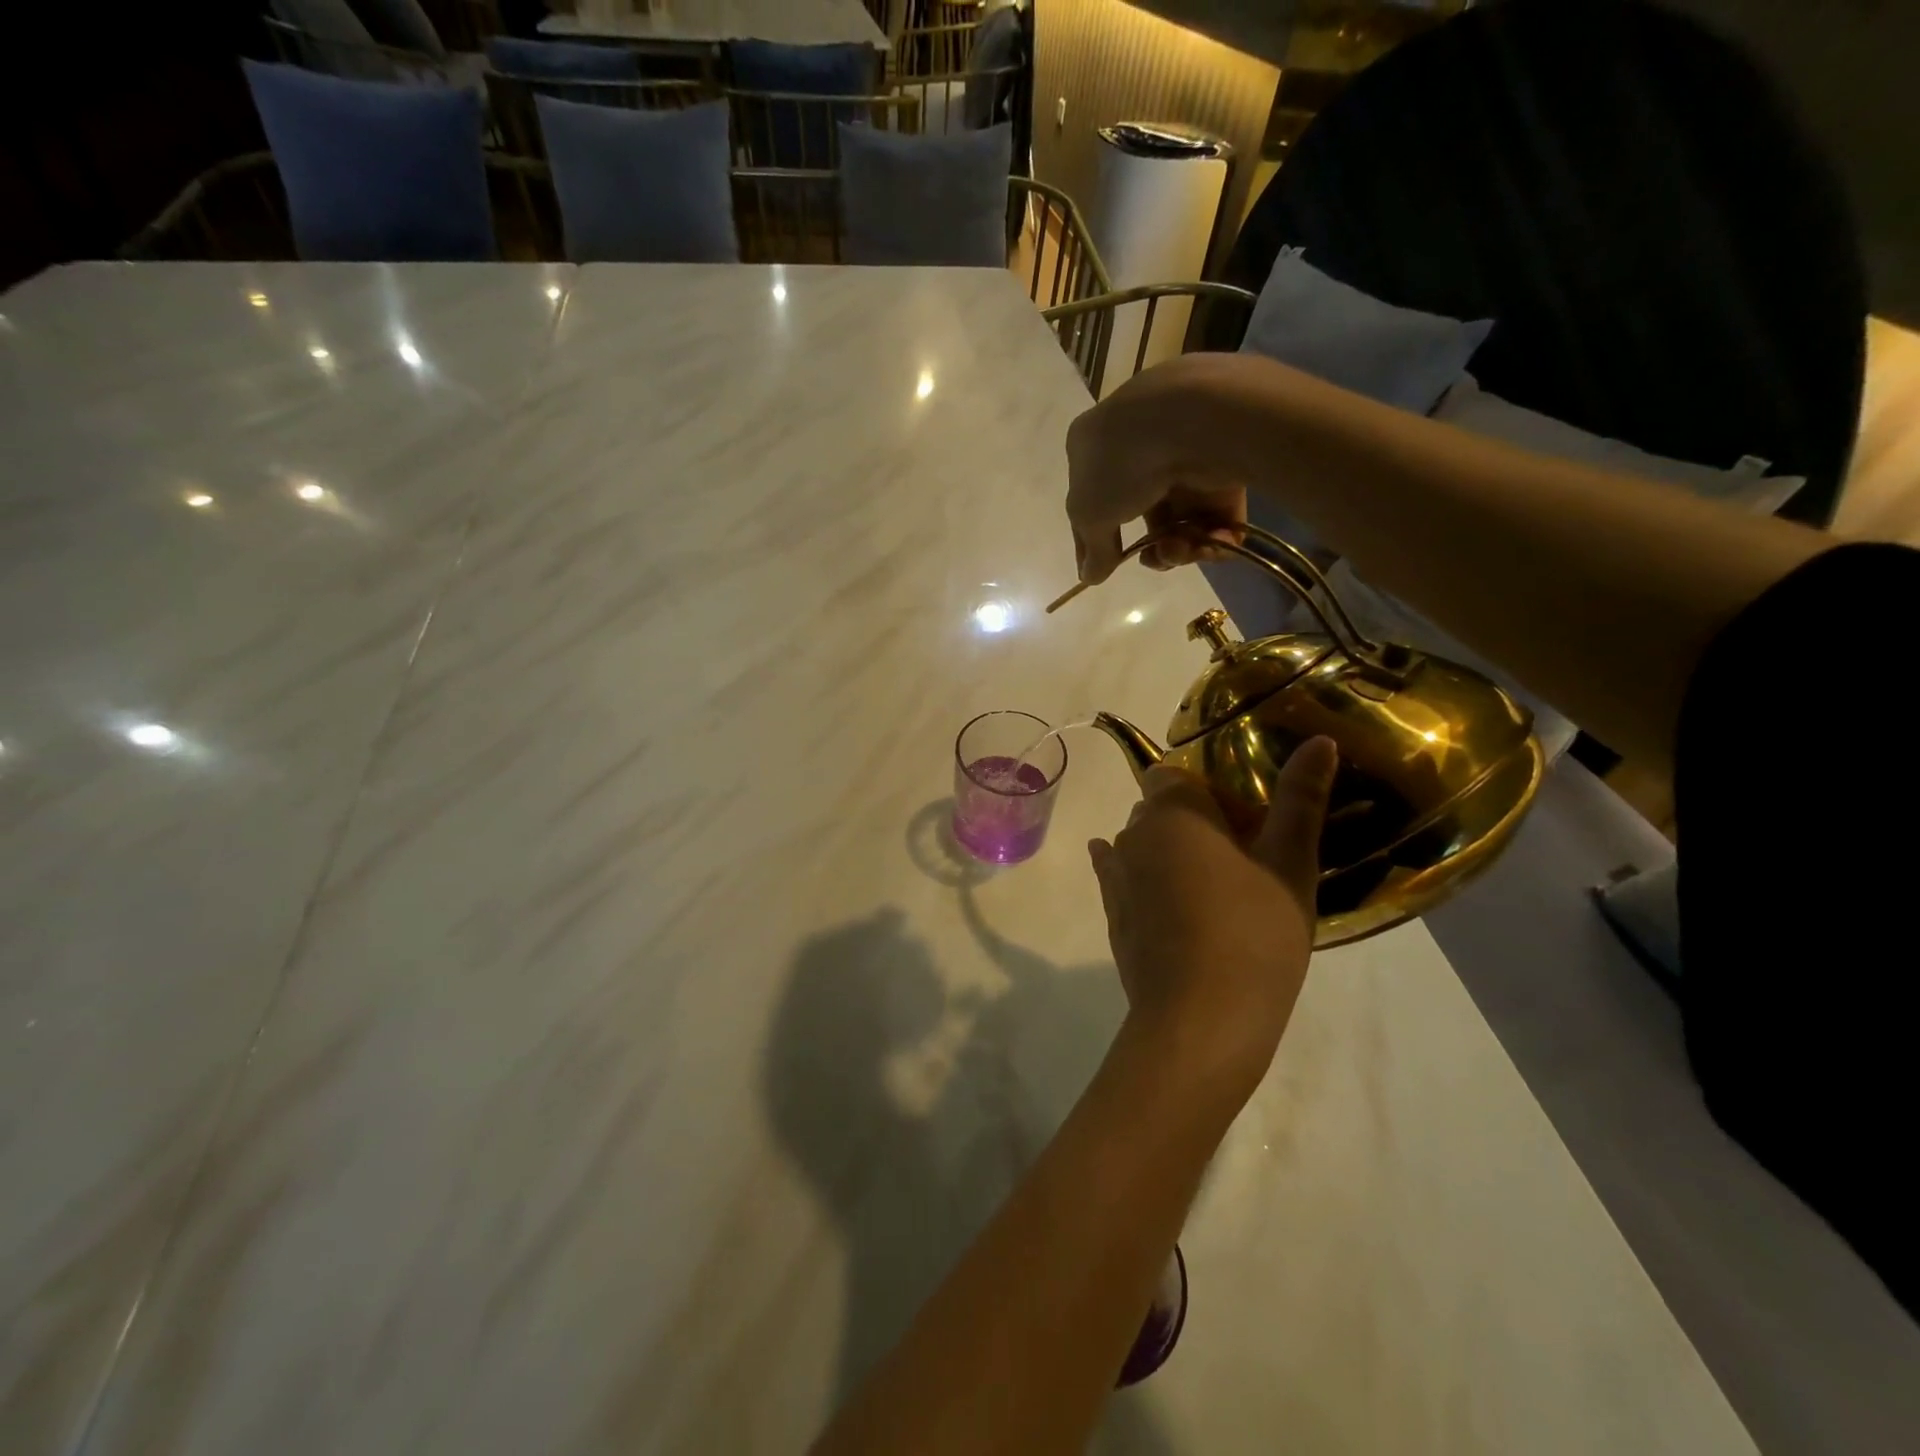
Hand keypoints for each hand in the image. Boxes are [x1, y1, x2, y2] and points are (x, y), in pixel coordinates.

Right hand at [1065, 353, 1256, 582]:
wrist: (1192, 420)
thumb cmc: (1121, 464)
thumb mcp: (1090, 515)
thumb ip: (1092, 550)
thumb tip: (1089, 576)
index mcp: (1095, 445)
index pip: (1090, 501)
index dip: (1094, 542)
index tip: (1101, 572)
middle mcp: (1140, 444)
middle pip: (1144, 514)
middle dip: (1152, 548)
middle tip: (1156, 558)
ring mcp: (1185, 452)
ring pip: (1182, 517)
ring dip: (1181, 547)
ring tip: (1183, 549)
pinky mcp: (1225, 461)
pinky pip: (1218, 511)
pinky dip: (1216, 535)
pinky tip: (1214, 543)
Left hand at [1087, 738, 1337, 1099]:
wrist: (1200, 1021)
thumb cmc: (1253, 935)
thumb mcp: (1289, 865)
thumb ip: (1300, 799)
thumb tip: (1319, 740)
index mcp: (1173, 812)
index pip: (1176, 774)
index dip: (1210, 791)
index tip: (1247, 822)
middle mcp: (1133, 834)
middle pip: (1159, 808)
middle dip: (1195, 820)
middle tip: (1244, 859)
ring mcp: (1116, 877)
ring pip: (1142, 843)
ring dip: (1170, 852)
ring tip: (1217, 890)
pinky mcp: (1112, 915)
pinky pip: (1122, 877)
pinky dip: (1142, 877)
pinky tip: (1162, 891)